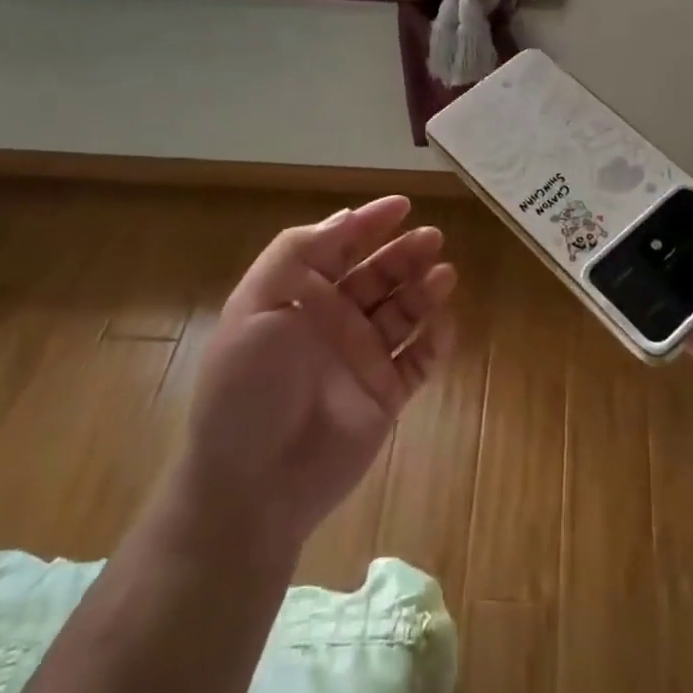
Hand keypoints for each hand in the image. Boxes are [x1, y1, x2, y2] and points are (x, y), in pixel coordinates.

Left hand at [167, 196, 456, 558]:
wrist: (252, 486)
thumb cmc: (248, 390)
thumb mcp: (254, 308)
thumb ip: (297, 254)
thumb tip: (345, 217)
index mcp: (299, 298)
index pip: (339, 248)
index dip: (369, 224)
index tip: (402, 205)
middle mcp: (334, 322)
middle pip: (378, 276)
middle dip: (405, 254)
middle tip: (433, 239)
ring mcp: (363, 358)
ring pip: (403, 313)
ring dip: (424, 291)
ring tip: (444, 275)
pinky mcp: (387, 394)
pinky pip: (420, 360)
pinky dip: (435, 340)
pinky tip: (444, 324)